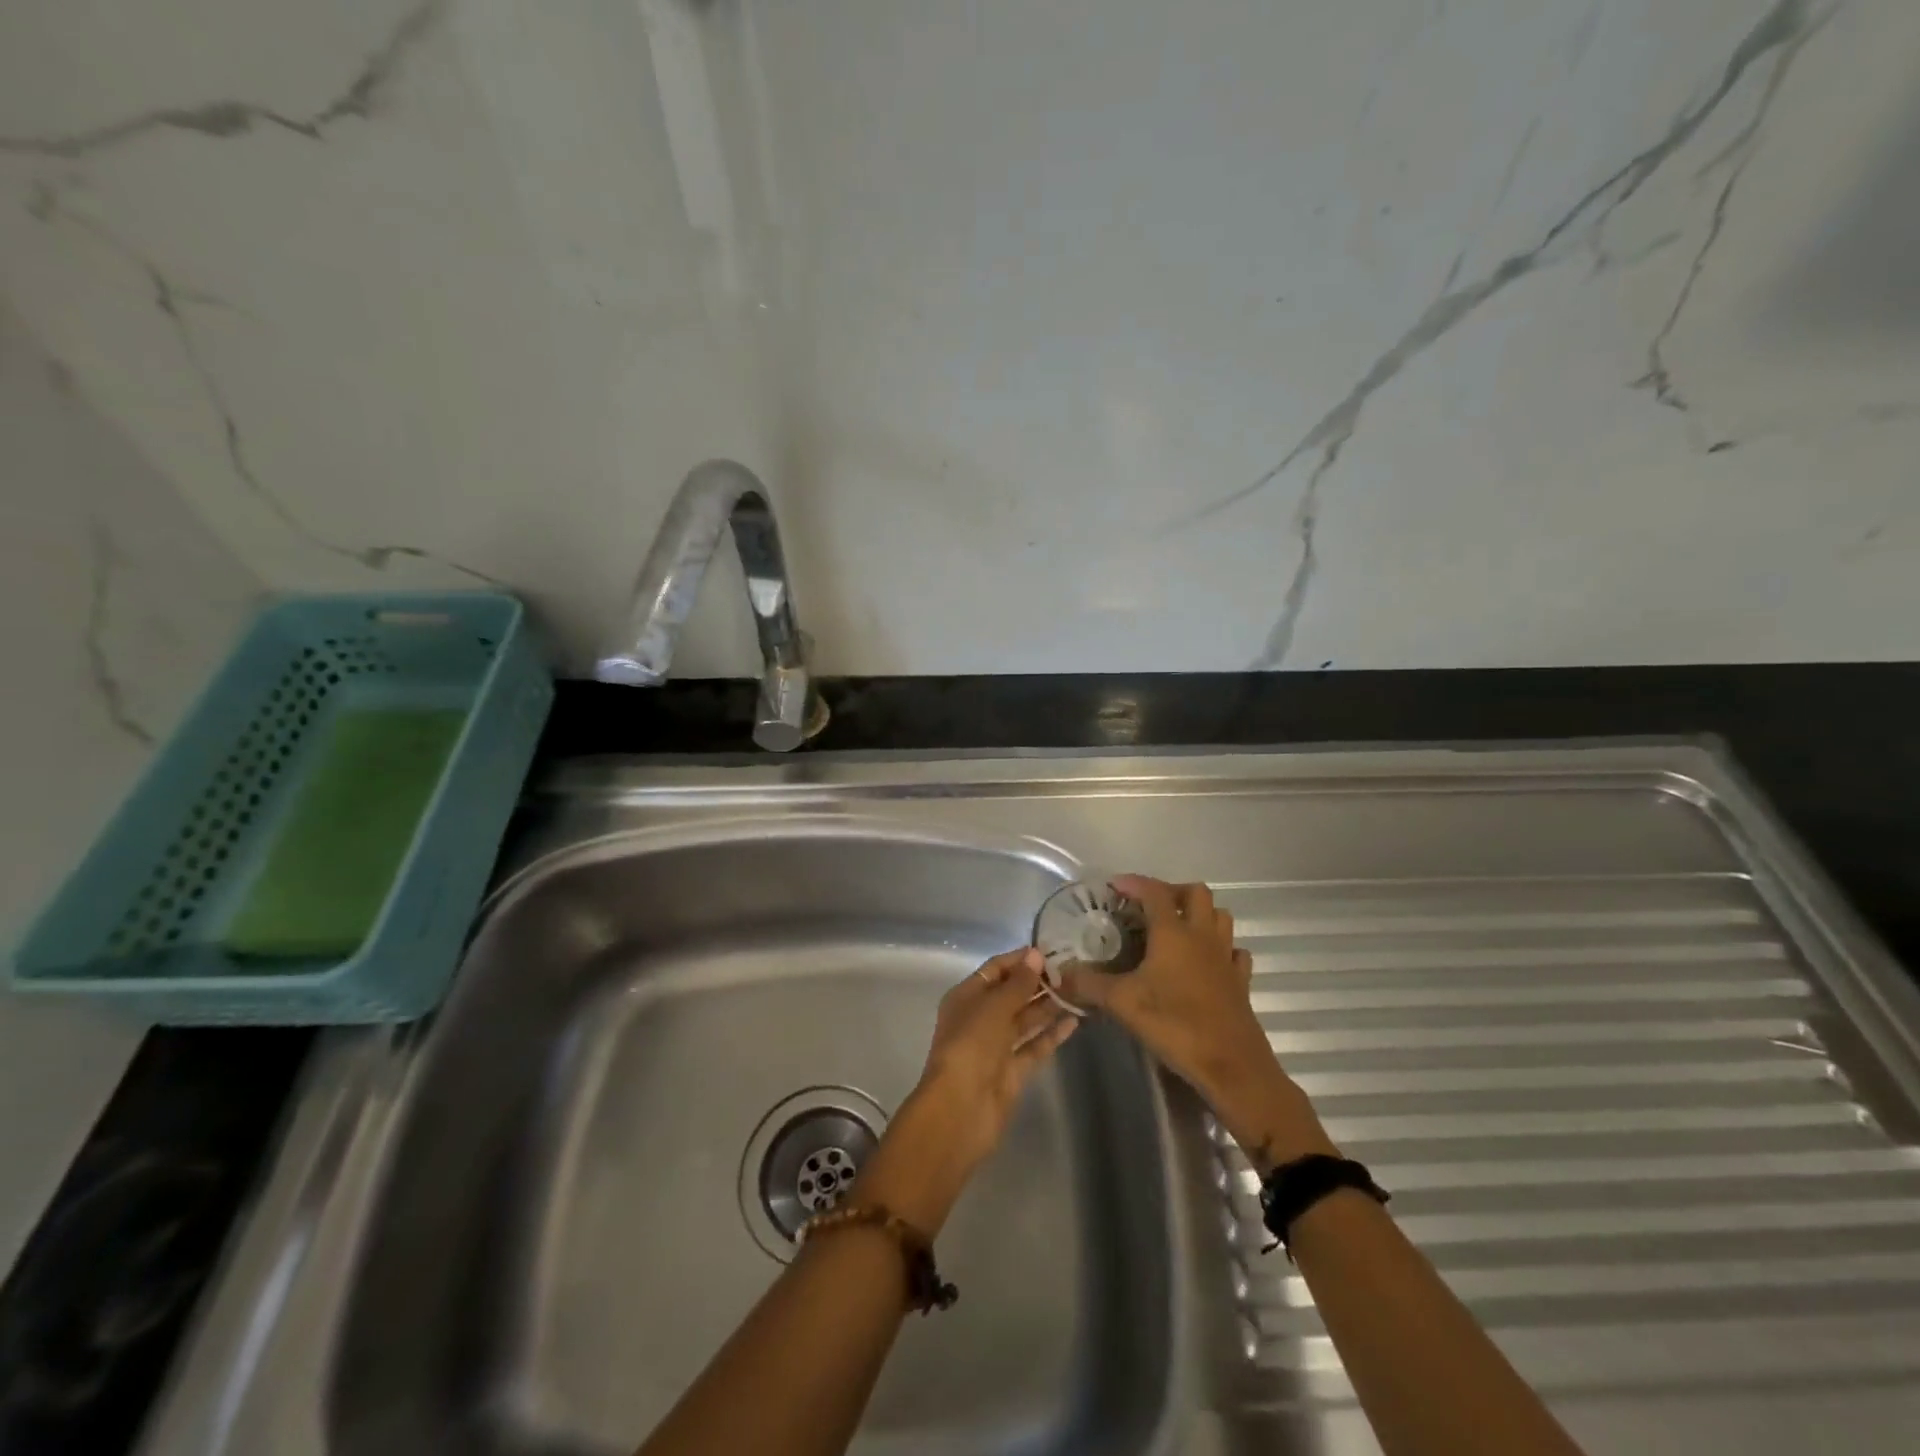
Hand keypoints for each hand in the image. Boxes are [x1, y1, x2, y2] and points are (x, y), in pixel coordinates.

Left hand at [855, 948, 1077, 1235]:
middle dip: (1037, 983)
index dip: (1019, 960)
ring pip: (1025, 1020)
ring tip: (1078, 991)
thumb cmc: (971, 1046)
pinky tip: (1074, 1021)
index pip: (995, 970)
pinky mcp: (1013, 1072)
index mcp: (966, 997)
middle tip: (1072, 970)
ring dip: (1048, 1006)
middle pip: (1012, 995)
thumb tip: (1035, 955)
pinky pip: (1034, 1046)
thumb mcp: (994, 1007)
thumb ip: (1018, 983)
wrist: (960, 1109)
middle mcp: (980, 1019)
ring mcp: (996, 1047)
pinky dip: (1052, 1034)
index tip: (1050, 952)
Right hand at [1062, 876, 1334, 1169]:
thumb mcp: (1122, 1003)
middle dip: (1171, 892)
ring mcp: (1226, 957)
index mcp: (1173, 933)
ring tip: (1176, 928)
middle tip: (1148, 907)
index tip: (1114, 886)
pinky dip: (1221, 948)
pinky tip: (1207, 961)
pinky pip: (1234, 952)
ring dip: (1199, 914)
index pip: (1154, 891)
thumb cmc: (1175, 1025)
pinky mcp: (1241, 982)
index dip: (1134, 883)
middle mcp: (1202, 936)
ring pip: (1220, 917)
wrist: (1231, 1067)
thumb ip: (1088, 984)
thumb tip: (1056, 975)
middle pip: (1196, 893)